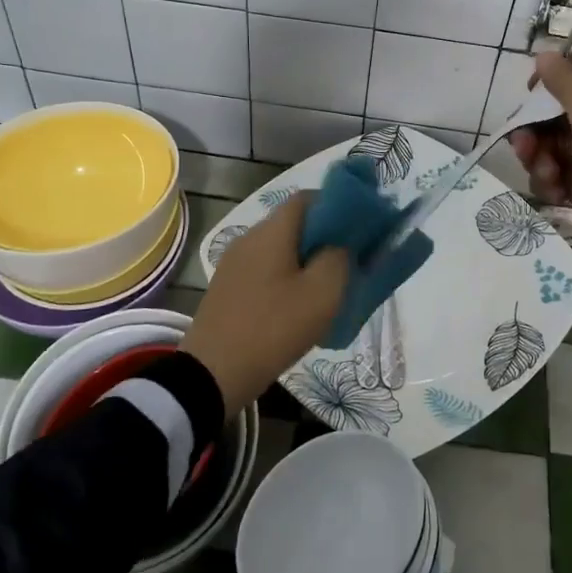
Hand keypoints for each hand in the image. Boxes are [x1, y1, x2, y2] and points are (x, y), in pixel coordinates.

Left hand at [182, 193, 349, 414]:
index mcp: (272, 231)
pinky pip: (265, 270)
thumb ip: (340, 258)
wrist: (212, 374)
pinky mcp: (227, 288)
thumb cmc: (273, 327)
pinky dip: (286, 277)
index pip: (308, 198)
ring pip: (280, 249)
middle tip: (350, 262)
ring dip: (306, 261)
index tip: (359, 229)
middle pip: (294, 224)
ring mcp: (234, 263)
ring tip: (328, 288)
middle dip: (324, 237)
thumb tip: (341, 245)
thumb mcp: (322, 293)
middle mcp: (249, 237)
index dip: (337, 206)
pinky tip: (298, 305)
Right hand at [509, 49, 571, 296]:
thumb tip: (545, 53)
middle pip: (558, 109)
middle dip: (533, 123)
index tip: (534, 84)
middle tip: (522, 142)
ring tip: (546, 176)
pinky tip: (555, 196)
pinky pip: (556, 178)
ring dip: (537, 157)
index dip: (562, 65)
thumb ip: (569, 84)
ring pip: (552, 145)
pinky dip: (549, 184)